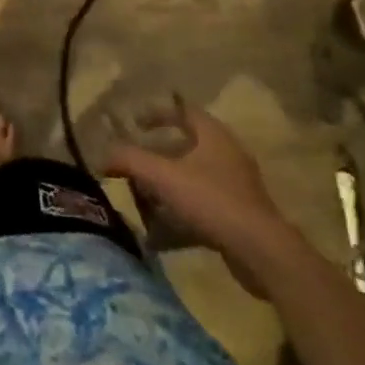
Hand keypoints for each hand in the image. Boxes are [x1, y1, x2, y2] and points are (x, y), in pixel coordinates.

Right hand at [103, 94, 294, 288]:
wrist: (262, 254)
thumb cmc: (212, 201)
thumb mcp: (163, 176)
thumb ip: (130, 161)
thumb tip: (101, 155)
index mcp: (214, 135)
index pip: (183, 110)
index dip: (157, 113)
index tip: (134, 123)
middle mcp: (228, 155)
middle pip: (187, 145)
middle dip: (158, 153)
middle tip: (135, 161)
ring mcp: (237, 186)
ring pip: (194, 177)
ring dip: (168, 184)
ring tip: (143, 197)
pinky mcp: (240, 216)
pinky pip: (203, 205)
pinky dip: (181, 211)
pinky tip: (162, 232)